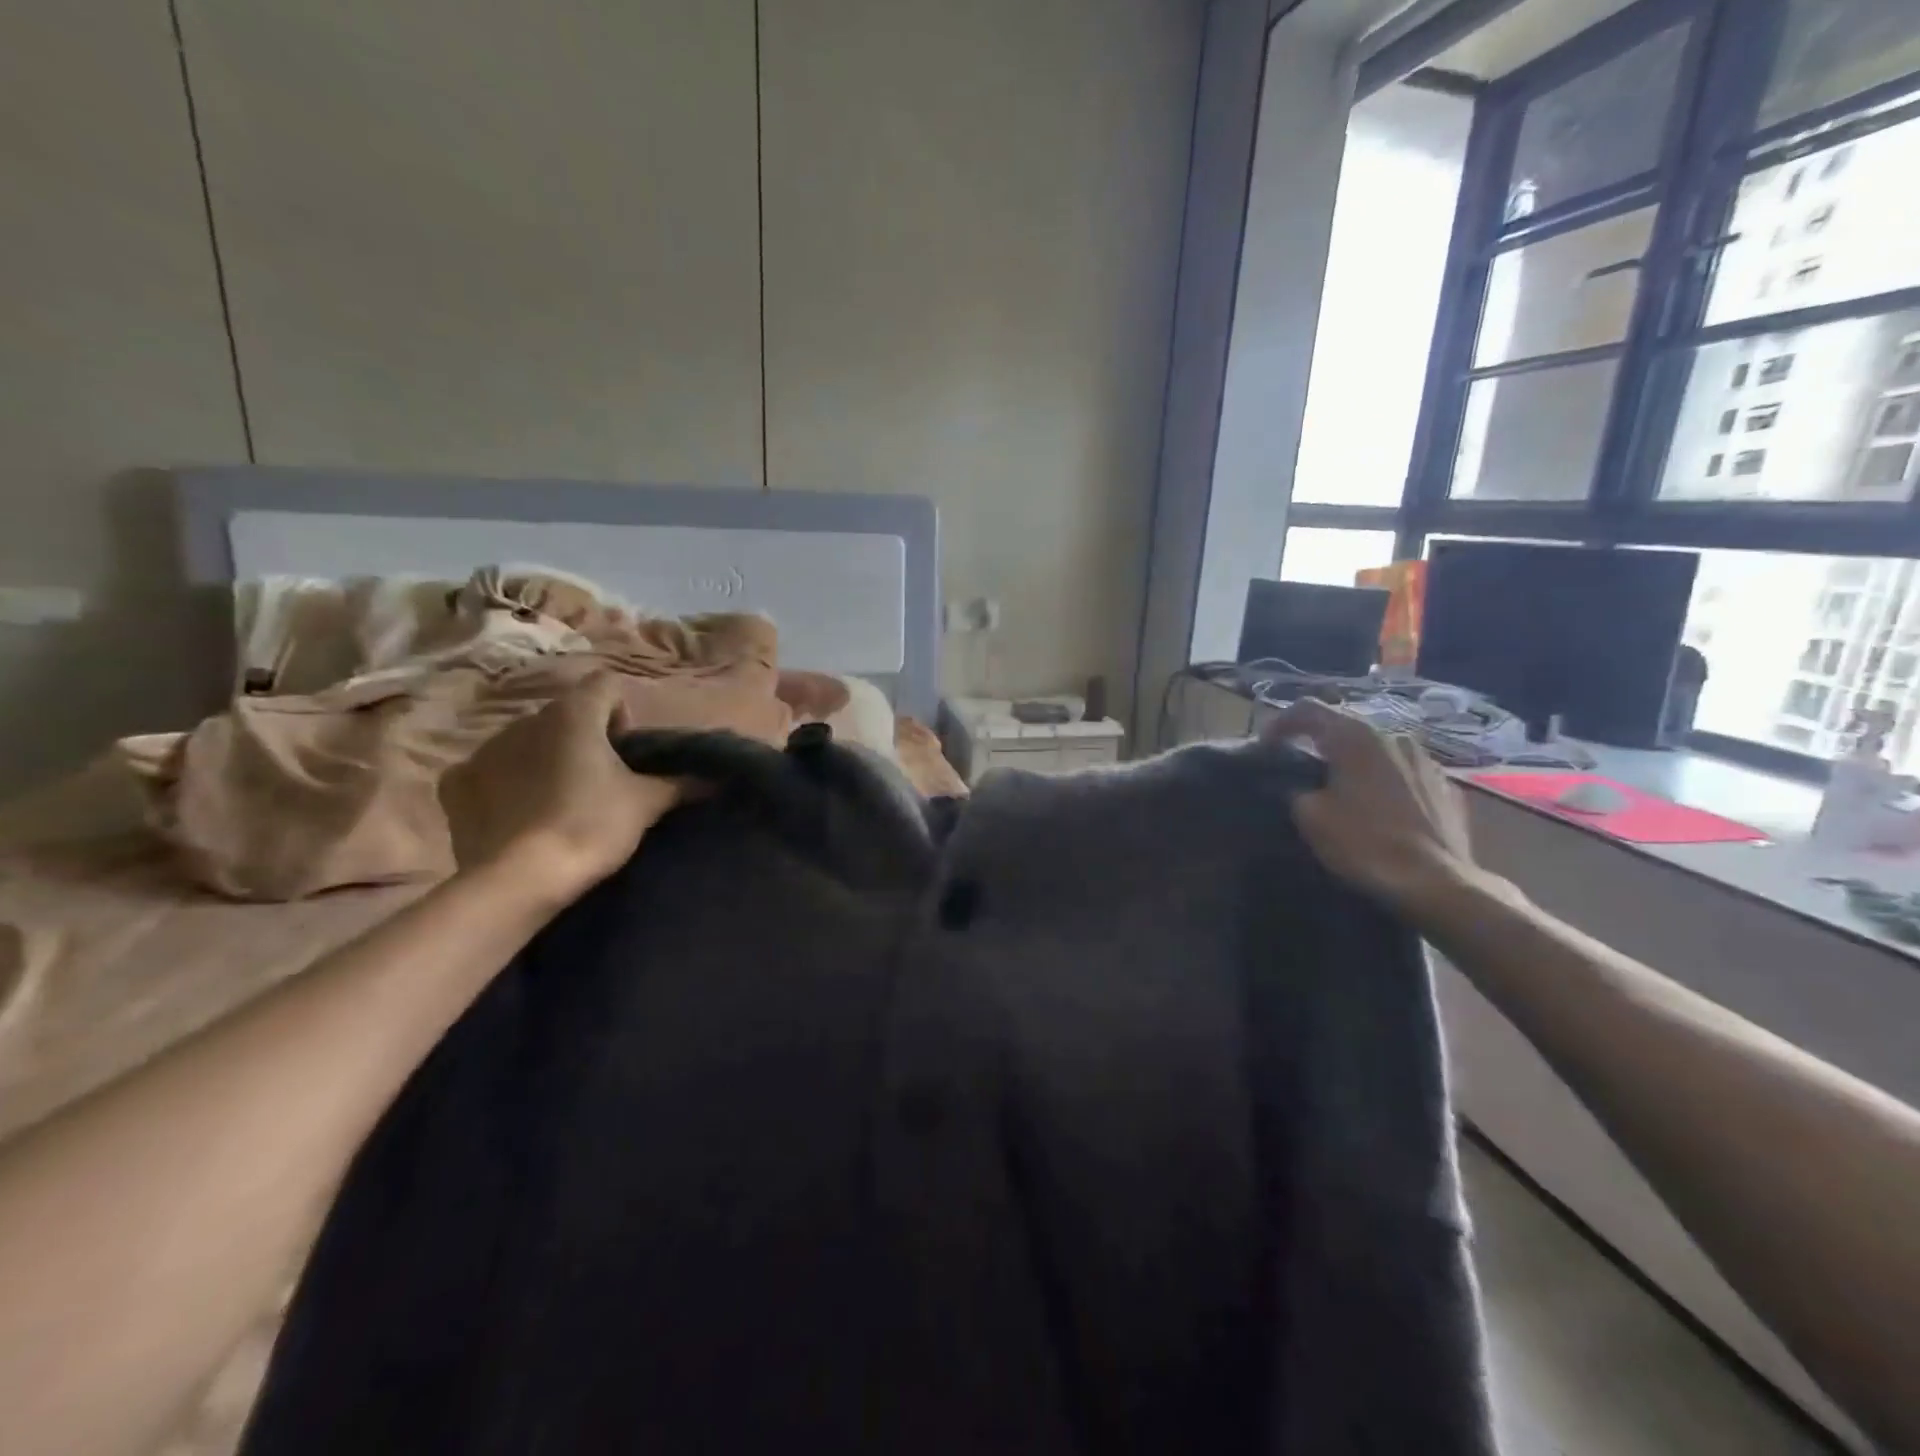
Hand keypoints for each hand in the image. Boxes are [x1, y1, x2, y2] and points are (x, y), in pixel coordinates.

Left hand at [440, 673, 679, 905]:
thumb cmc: (592, 826)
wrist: (521, 880)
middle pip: (565, 714)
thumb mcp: (647, 804)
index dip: (623, 714)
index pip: (606, 685)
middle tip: (601, 782)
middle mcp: (526, 720)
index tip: (628, 753)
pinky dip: (504, 782)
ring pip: (526, 740)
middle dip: (583, 739)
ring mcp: (484, 749)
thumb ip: (679, 783)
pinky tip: (517, 812)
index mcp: (574, 714)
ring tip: (559, 801)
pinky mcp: (456, 784)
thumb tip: (714, 779)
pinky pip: (488, 769)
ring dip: (545, 758)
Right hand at [1264, 699, 1487, 922]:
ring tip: (1342, 790)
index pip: (1308, 709)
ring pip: (1378, 751)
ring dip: (1355, 764)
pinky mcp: (1447, 787)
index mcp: (1356, 736)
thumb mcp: (1310, 816)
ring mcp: (1427, 760)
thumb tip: (1300, 785)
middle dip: (1320, 744)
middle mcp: (1394, 736)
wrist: (1437, 883)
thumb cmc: (1365, 843)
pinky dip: (1384, 783)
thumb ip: (1297, 789)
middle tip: (1300, 768)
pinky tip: (1378, 810)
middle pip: (1346, 728)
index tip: (1265, 746)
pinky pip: (1404, 775)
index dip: (1280, 723)